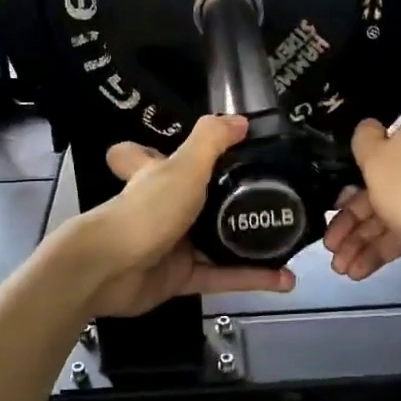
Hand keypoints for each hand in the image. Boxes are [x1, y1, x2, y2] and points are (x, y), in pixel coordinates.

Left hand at [65, 114, 296, 316]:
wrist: (112, 270)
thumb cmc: (146, 210)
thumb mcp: (184, 167)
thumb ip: (212, 141)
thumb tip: (242, 120)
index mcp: (154, 176)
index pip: (144, 155)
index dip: (158, 150)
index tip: (193, 151)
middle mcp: (161, 208)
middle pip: (192, 200)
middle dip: (227, 200)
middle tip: (272, 196)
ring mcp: (170, 245)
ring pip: (215, 242)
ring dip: (249, 243)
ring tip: (288, 239)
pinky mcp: (180, 279)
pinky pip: (221, 276)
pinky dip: (251, 279)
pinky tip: (284, 280)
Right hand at [323, 117, 400, 280]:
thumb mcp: (378, 157)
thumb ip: (364, 141)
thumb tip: (365, 126)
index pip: (375, 155)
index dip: (347, 181)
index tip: (330, 204)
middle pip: (376, 192)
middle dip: (349, 223)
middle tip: (328, 246)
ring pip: (387, 218)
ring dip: (359, 242)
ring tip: (339, 269)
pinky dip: (379, 252)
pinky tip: (357, 272)